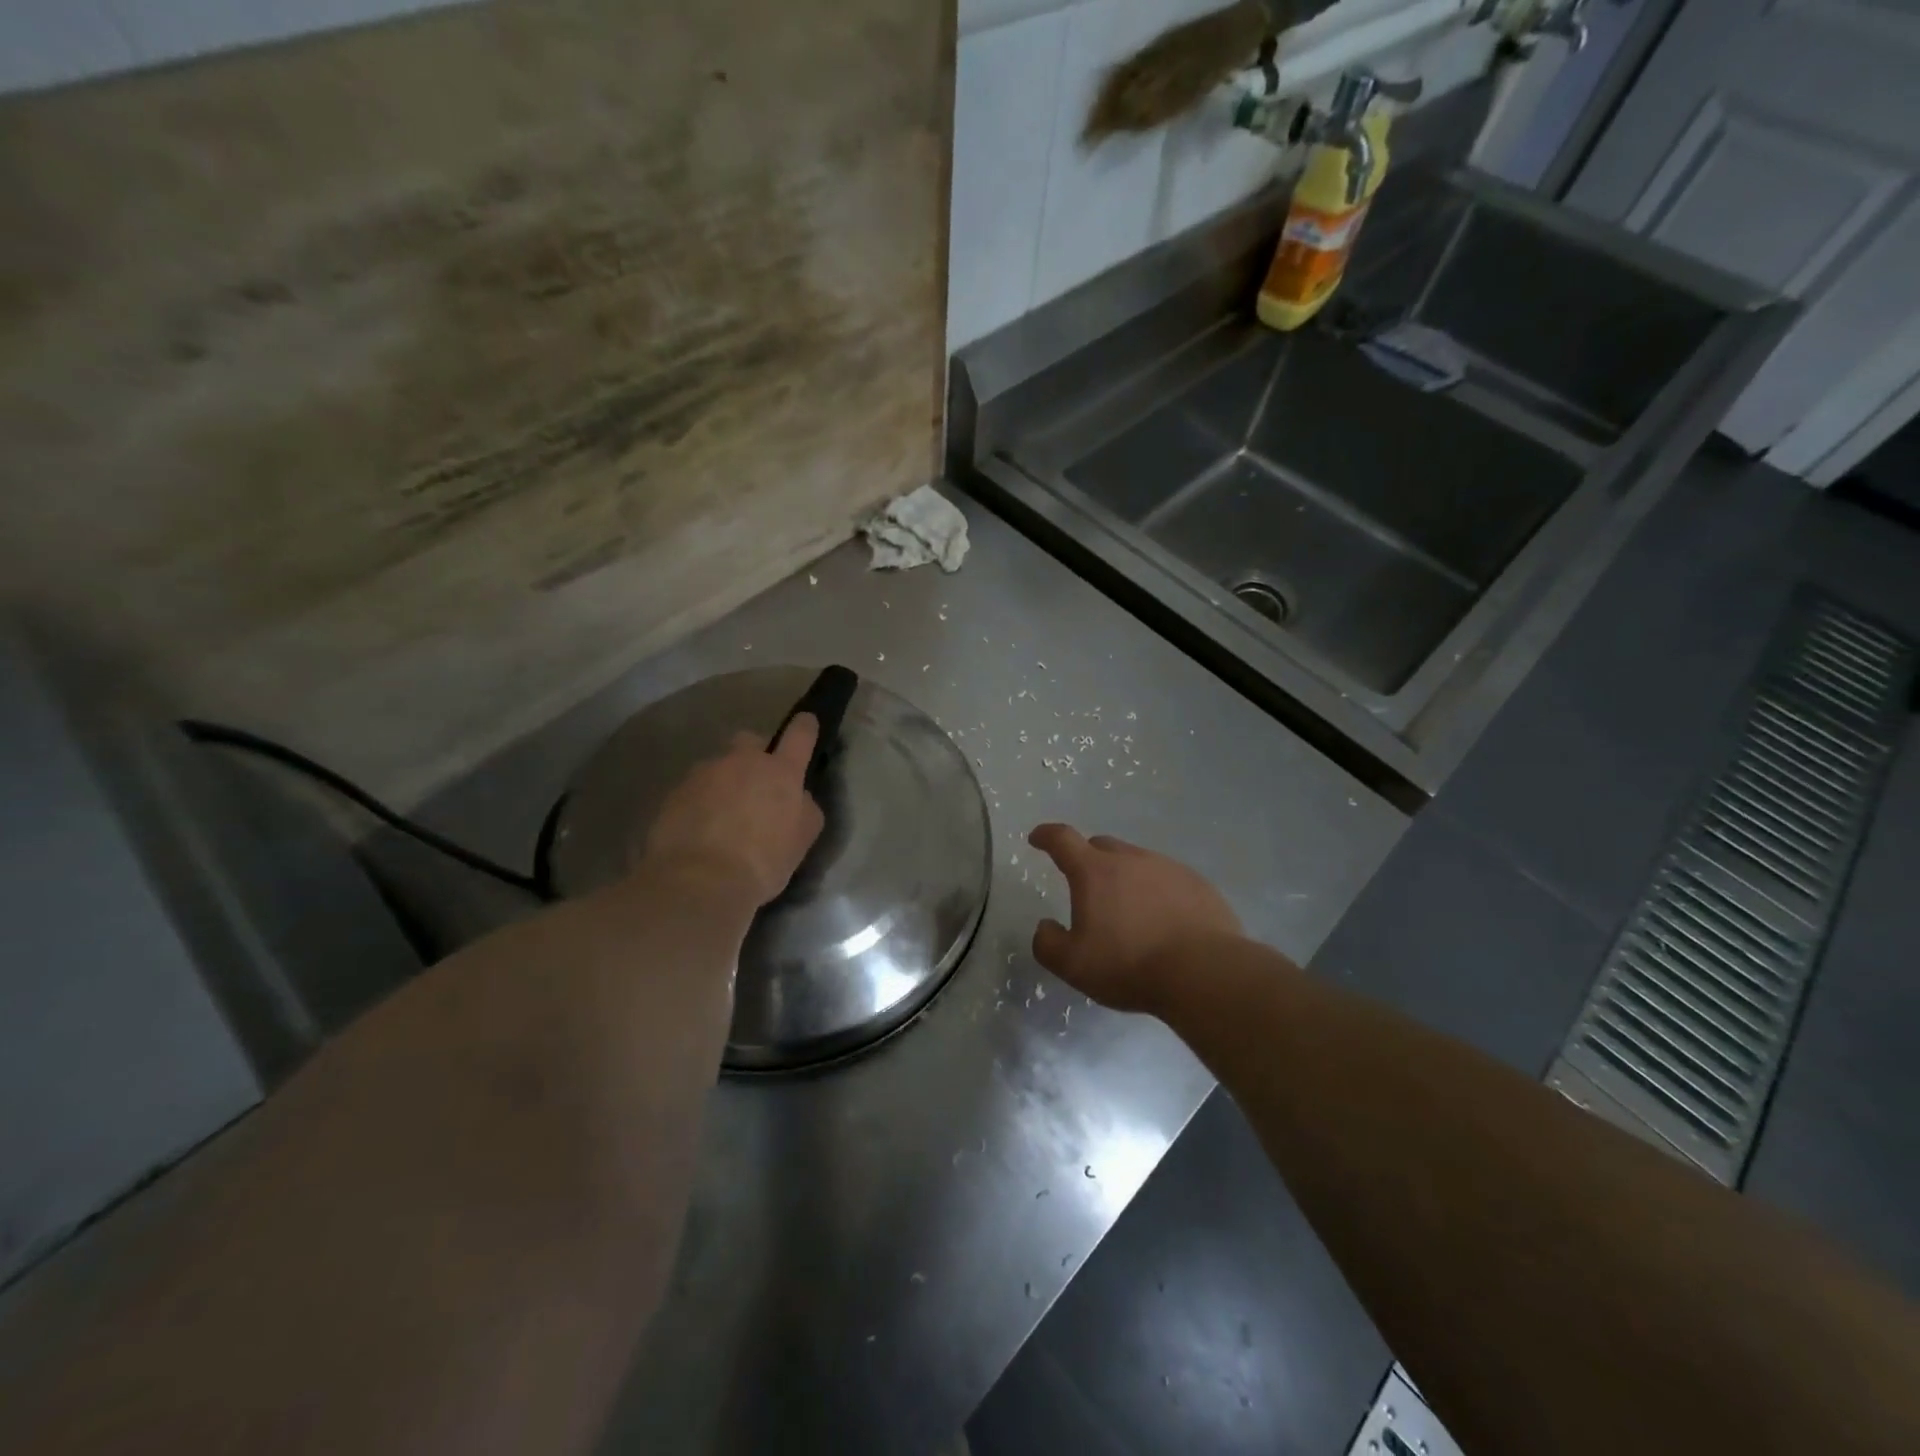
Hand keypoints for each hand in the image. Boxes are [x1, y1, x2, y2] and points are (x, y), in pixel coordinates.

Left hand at [641, 717, 826, 908]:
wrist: (700, 881)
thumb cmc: (763, 861)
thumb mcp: (802, 838)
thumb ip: (804, 808)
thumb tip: (798, 797)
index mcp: (781, 772)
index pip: (800, 735)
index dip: (805, 726)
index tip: (806, 722)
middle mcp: (742, 762)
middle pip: (749, 740)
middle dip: (754, 754)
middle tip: (755, 784)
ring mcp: (704, 774)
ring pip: (718, 767)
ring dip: (723, 783)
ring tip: (721, 817)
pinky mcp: (674, 794)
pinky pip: (693, 791)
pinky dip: (699, 804)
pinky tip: (699, 831)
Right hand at [1028, 823, 1243, 1014]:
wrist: (1204, 972)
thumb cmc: (1129, 965)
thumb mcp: (1073, 965)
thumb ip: (1048, 943)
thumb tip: (1045, 926)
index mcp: (1095, 871)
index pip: (1063, 839)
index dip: (1046, 836)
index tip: (1037, 839)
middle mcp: (1131, 859)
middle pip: (1102, 846)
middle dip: (1088, 859)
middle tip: (1085, 886)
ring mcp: (1168, 868)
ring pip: (1137, 862)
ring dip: (1125, 877)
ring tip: (1128, 911)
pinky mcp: (1198, 885)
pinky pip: (1168, 879)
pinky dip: (1157, 892)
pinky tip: (1162, 920)